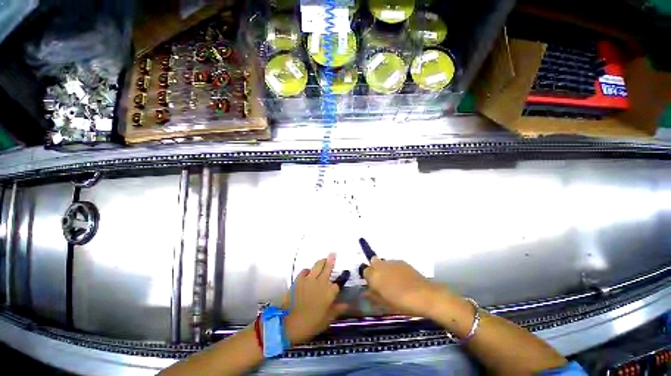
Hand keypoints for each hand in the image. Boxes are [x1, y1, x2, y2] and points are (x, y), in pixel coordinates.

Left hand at [281, 254, 347, 344]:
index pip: (337, 284)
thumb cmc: (310, 324)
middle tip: (333, 253)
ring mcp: (309, 279)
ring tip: (323, 259)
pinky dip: (308, 270)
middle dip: (331, 260)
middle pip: (328, 267)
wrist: (288, 324)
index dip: (340, 282)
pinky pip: (305, 270)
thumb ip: (336, 310)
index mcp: (329, 293)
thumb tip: (346, 305)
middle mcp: (321, 282)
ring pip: (317, 265)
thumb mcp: (326, 320)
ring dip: (321, 262)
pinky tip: (309, 272)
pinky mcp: (298, 279)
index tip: (342, 279)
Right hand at [363, 258, 449, 317]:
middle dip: (375, 269)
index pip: (365, 271)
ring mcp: (392, 262)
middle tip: (382, 282)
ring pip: (384, 262)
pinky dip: (395, 269)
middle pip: (373, 262)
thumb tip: (366, 293)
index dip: (369, 278)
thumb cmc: (401, 303)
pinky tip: (403, 279)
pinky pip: (394, 263)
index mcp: (374, 276)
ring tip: (394, 281)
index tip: (374, 286)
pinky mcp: (402, 261)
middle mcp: (381, 265)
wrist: (424, 295)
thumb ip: (373, 296)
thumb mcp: (384, 304)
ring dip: (385, 269)